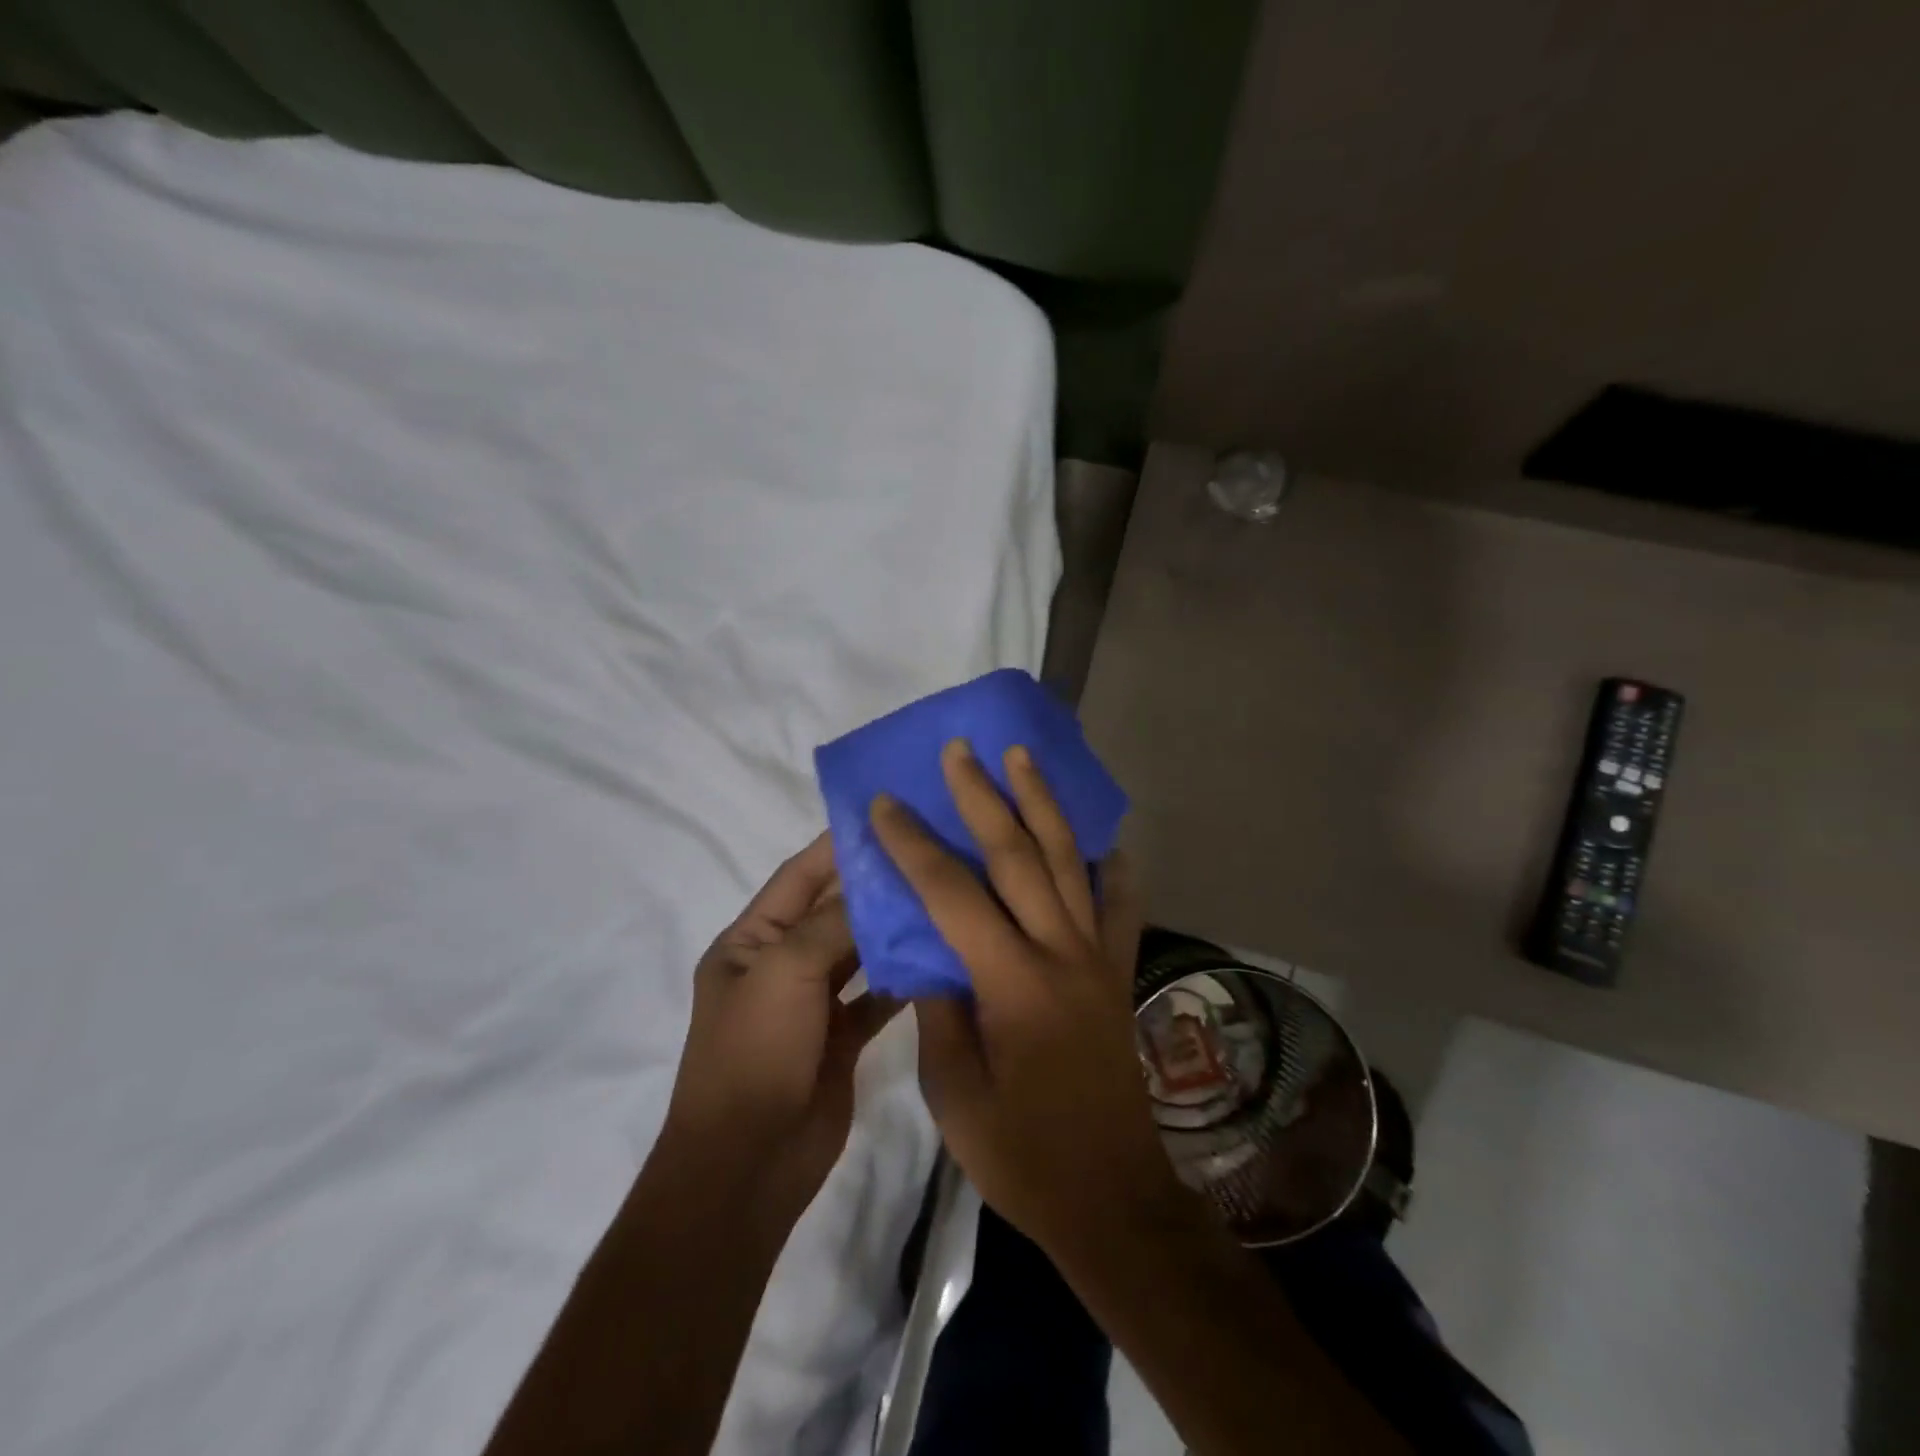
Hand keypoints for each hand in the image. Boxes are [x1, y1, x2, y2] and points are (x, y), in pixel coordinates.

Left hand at [660, 835, 900, 1223]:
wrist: (749, 1165)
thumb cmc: (754, 1053)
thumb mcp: (785, 972)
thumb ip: (833, 923)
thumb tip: (876, 887)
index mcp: (750, 941)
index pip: (798, 876)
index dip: (836, 846)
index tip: (884, 815)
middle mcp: (781, 964)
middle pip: (832, 911)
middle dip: (873, 885)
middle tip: (927, 850)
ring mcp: (812, 1003)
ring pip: (858, 952)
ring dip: (890, 930)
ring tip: (940, 895)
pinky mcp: (841, 1038)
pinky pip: (876, 997)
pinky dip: (901, 980)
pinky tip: (937, 958)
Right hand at [869, 740, 1188, 1255]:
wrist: (1111, 1200)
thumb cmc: (1022, 1155)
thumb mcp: (954, 1093)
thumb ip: (940, 1011)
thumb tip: (930, 956)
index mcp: (1011, 983)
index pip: (952, 893)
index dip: (915, 844)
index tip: (886, 804)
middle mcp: (1060, 953)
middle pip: (1018, 854)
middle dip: (983, 796)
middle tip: (960, 751)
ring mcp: (1097, 958)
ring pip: (1070, 861)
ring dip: (1042, 804)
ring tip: (1022, 758)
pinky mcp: (1118, 973)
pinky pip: (1119, 905)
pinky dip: (1111, 867)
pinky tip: (1105, 841)